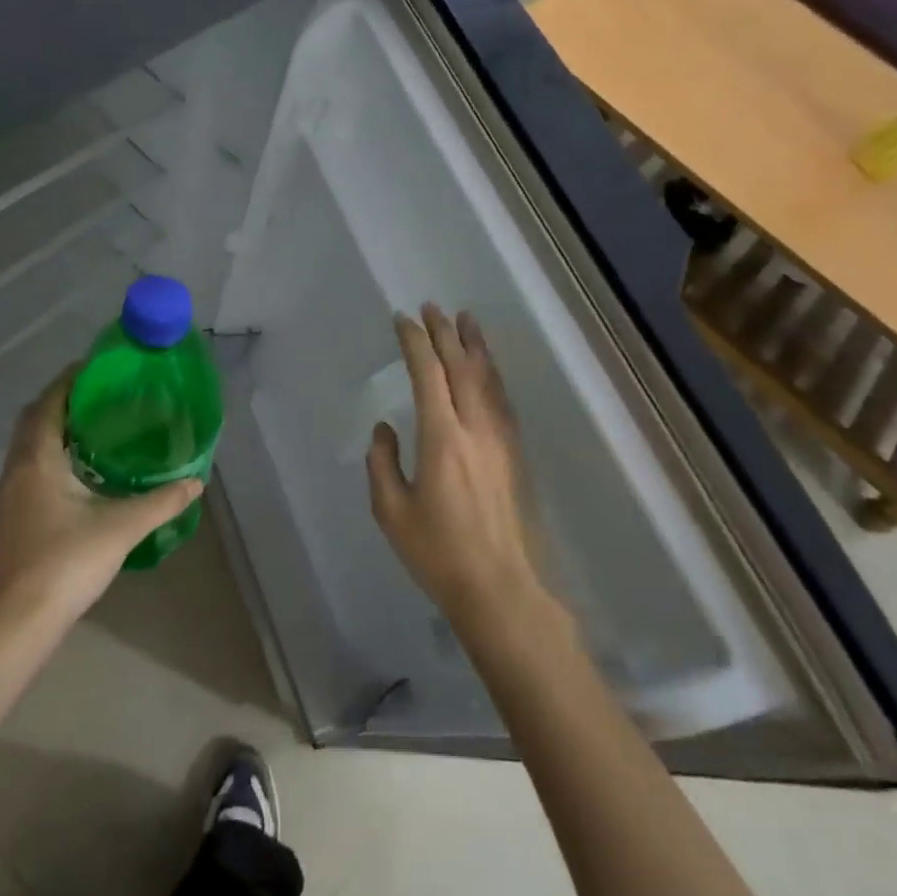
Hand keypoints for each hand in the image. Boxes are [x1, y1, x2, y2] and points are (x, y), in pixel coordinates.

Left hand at [0, 367, 200, 629]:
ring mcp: (10, 495)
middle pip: (35, 420)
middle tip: (104, 394)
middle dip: (64, 401)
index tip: (99, 366)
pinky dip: (55, 455)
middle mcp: (17, 470)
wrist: (15, 625)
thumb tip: (196, 481)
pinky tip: (84, 471)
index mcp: (37, 460)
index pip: (48, 403)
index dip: (70, 380)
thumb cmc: (64, 563)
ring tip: (99, 425)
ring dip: (58, 429)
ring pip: (31, 446)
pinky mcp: (13, 517)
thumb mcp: (121, 527)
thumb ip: (161, 501)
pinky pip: (32, 467)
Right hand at [366, 305, 551, 628]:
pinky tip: (487, 368)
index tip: (403, 320)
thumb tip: (385, 428)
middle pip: (461, 366)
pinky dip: (492, 374)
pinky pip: (502, 399)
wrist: (500, 587)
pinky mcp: (514, 452)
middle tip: (432, 307)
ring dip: (474, 346)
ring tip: (466, 319)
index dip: (415, 342)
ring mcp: (500, 439)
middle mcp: (475, 428)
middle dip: (445, 333)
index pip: (428, 374)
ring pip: (488, 378)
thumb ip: (382, 463)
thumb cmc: (438, 553)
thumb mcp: (392, 511)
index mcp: (442, 438)